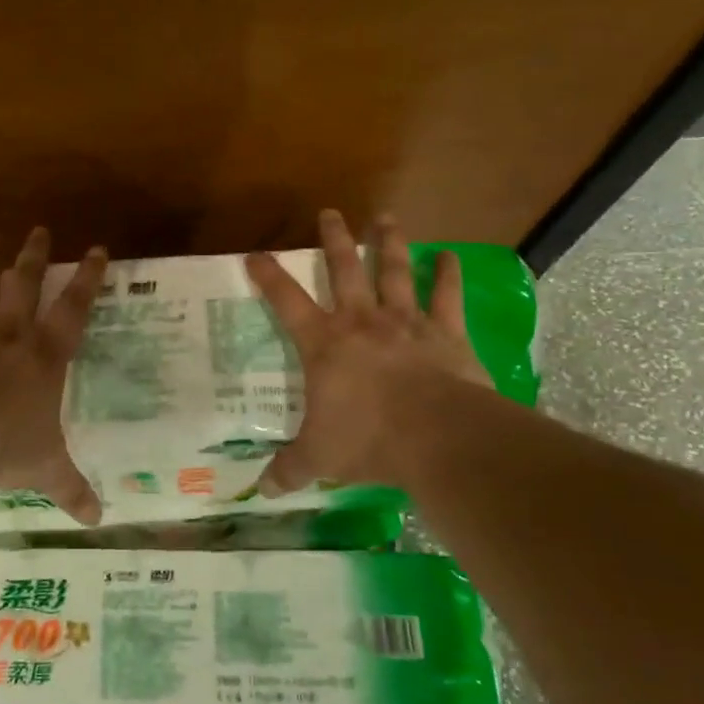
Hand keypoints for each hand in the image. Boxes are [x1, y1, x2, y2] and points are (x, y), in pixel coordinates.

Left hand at [0, 228, 107, 523]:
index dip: (88, 279)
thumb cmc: (5, 447)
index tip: (97, 249)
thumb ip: (73, 490)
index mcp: (45, 357)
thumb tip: (98, 523)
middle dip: (35, 257)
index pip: (74, 310)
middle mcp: (11, 336)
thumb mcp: (46, 470)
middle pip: (26, 285)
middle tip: (40, 230)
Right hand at [245, 210, 493, 495]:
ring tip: (386, 217)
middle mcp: (363, 322)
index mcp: (325, 345)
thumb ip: (291, 469)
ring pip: (394, 272)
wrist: (437, 436)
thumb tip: (261, 491)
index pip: (286, 302)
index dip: (268, 276)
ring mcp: (406, 323)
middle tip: (330, 212)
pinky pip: (447, 297)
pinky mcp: (446, 334)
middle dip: (334, 240)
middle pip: (344, 270)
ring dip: (389, 243)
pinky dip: (447, 275)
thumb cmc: (368, 440)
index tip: (254, 253)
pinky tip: (449, 256)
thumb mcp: (320, 458)